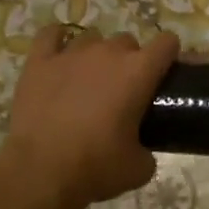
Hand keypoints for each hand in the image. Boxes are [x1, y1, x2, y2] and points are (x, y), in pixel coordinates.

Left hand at [0, 25, 179, 208]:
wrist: (40, 173)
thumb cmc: (96, 168)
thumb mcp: (138, 169)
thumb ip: (147, 150)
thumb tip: (141, 150)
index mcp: (138, 72)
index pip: (166, 42)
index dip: (169, 54)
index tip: (165, 72)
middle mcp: (108, 53)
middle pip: (127, 41)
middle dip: (129, 60)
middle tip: (122, 91)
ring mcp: (71, 53)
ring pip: (92, 38)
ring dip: (96, 55)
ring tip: (88, 80)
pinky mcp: (39, 62)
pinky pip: (50, 35)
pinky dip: (57, 41)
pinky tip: (59, 56)